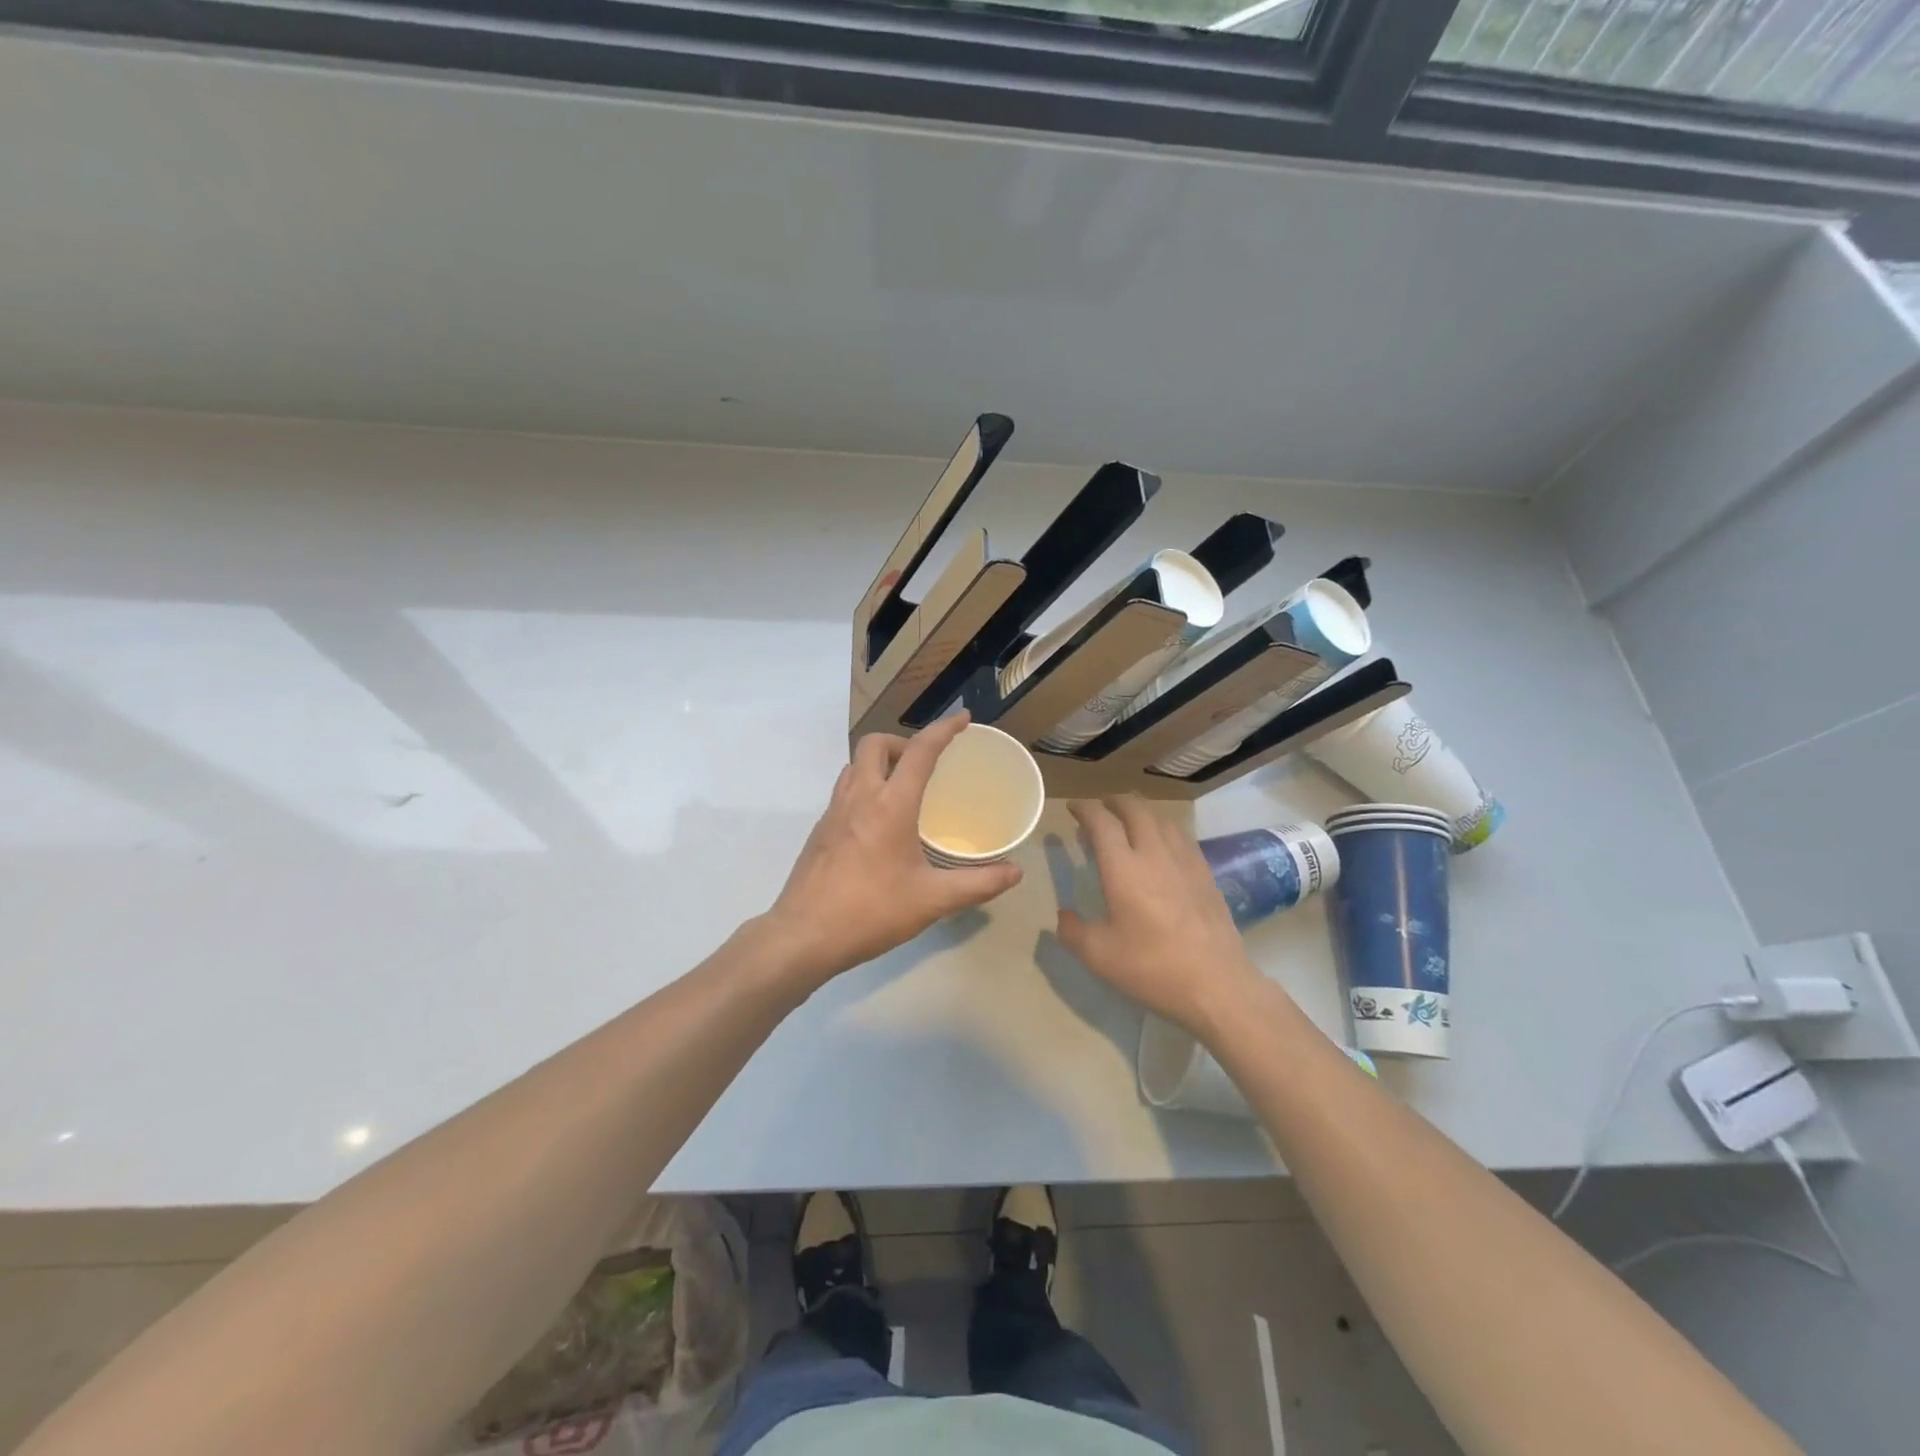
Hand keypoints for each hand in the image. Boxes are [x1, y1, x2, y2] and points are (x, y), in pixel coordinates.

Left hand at [767, 712, 1022, 985]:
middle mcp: (859, 797)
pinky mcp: (819, 830)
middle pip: (875, 744)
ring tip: (902, 789)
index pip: (920, 751)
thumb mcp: (932, 900)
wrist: (803, 935)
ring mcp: (833, 812)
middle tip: (924, 765)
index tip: (963, 719)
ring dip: (879, 763)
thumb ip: (977, 884)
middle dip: (902, 741)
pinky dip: (864, 787)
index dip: (943, 730)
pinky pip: (844, 790)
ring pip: (854, 764)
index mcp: (891, 805)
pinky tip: (877, 824)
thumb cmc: (871, 912)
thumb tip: (1014, 872)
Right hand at [1056, 797, 1262, 1035]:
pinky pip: (1182, 837)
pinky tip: (1162, 846)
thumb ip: (1072, 931)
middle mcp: (1154, 854)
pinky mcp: (1205, 874)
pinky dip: (1164, 829)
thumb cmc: (1151, 967)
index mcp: (1123, 868)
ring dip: (1141, 812)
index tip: (1073, 809)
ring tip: (1129, 822)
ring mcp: (1185, 861)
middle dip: (1114, 802)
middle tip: (1101, 809)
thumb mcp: (1098, 956)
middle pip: (1135, 809)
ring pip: (1161, 819)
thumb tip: (1063, 916)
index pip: (1101, 822)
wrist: (1216, 984)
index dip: (1084, 809)